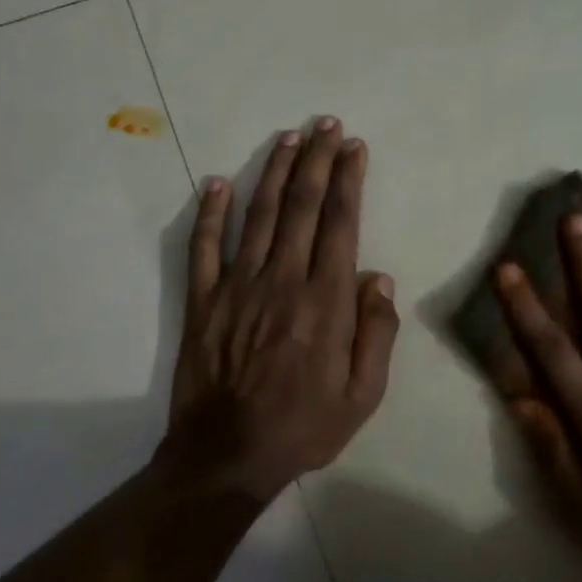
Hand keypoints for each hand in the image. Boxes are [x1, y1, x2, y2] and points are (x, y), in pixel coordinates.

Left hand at [159, 118, 398, 503]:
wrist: (227, 456)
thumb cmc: (304, 427)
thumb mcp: (364, 395)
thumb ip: (377, 334)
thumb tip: (379, 278)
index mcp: (325, 301)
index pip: (341, 224)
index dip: (349, 180)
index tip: (354, 147)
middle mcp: (282, 281)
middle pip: (303, 206)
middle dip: (317, 160)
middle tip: (325, 125)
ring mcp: (237, 287)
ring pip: (259, 215)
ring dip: (275, 173)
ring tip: (289, 138)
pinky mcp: (202, 301)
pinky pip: (204, 247)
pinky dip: (210, 212)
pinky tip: (218, 182)